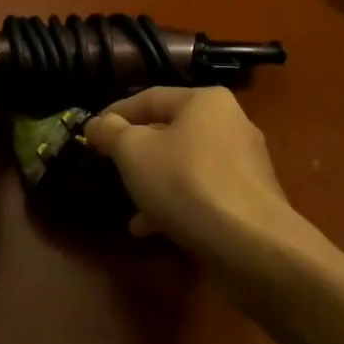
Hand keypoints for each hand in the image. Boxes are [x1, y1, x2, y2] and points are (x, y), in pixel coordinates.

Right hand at [84, 87, 297, 260]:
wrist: (253, 246)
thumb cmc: (187, 183)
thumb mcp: (134, 153)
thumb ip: (111, 133)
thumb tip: (96, 124)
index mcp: (205, 101)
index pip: (150, 98)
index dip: (115, 114)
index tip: (91, 133)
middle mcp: (230, 124)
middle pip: (170, 131)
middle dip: (137, 153)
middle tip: (110, 168)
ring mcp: (244, 164)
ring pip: (185, 166)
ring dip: (154, 183)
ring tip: (129, 205)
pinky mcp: (250, 201)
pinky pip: (203, 193)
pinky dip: (177, 204)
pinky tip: (151, 229)